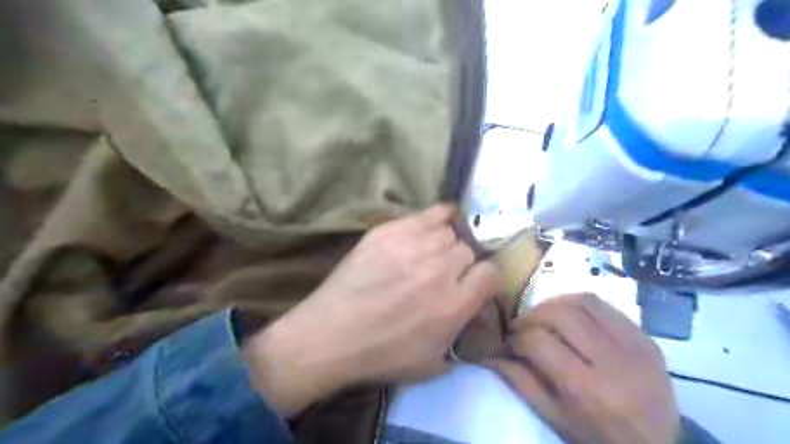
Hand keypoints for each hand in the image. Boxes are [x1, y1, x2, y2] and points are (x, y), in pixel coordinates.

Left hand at [245, 204, 498, 416]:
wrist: (333, 333)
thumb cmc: (382, 354)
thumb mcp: (432, 364)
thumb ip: (461, 339)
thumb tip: (473, 316)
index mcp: (454, 304)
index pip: (491, 273)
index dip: (487, 279)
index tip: (476, 285)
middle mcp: (440, 268)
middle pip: (469, 250)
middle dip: (463, 264)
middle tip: (445, 275)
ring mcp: (414, 245)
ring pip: (449, 231)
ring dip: (445, 244)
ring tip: (430, 255)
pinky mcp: (391, 230)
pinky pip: (428, 214)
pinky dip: (435, 220)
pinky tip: (428, 229)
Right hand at [496, 293, 681, 443]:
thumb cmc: (598, 436)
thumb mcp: (554, 418)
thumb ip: (521, 382)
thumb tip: (492, 353)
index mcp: (586, 389)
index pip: (539, 341)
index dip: (517, 337)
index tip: (510, 342)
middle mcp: (612, 361)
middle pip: (560, 314)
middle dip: (531, 315)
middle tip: (522, 326)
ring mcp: (634, 345)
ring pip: (582, 301)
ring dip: (553, 303)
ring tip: (542, 316)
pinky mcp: (645, 337)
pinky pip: (605, 305)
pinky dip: (578, 303)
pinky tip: (569, 315)